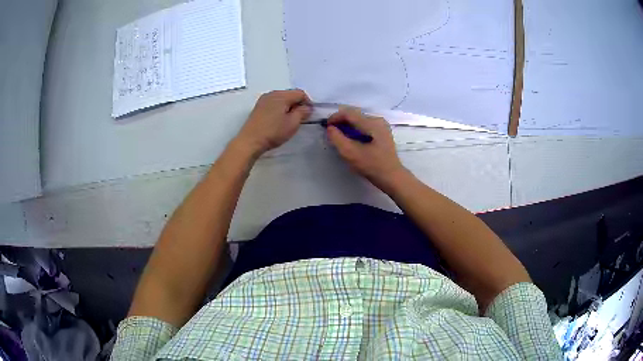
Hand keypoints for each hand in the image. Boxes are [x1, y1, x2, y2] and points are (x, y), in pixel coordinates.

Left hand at [235, 90, 311, 155]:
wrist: (250, 141)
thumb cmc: (273, 132)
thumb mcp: (292, 123)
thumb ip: (302, 112)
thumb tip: (307, 107)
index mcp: (281, 95)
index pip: (300, 93)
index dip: (308, 102)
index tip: (309, 114)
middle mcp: (272, 93)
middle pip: (290, 94)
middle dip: (297, 104)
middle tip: (300, 118)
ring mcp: (263, 100)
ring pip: (282, 99)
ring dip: (288, 106)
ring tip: (289, 120)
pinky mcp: (258, 107)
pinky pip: (274, 103)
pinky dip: (279, 109)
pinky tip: (279, 120)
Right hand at [326, 107, 408, 189]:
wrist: (392, 177)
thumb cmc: (372, 166)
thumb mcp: (350, 153)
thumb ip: (337, 139)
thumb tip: (330, 128)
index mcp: (371, 123)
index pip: (349, 113)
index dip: (335, 117)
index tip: (326, 127)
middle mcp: (377, 120)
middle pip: (354, 115)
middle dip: (341, 122)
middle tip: (331, 133)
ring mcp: (381, 126)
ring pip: (359, 120)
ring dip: (348, 126)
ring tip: (340, 137)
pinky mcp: (382, 133)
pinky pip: (365, 126)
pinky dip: (355, 130)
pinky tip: (351, 140)